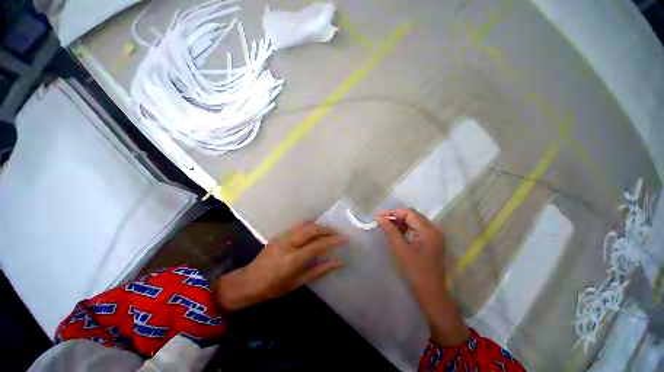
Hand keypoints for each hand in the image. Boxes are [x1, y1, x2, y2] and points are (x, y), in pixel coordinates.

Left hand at [214, 222, 346, 311]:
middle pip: (312, 230)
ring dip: (318, 226)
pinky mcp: (279, 235)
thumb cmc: (273, 288)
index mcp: (292, 259)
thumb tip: (338, 262)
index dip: (333, 241)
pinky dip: (309, 225)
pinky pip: (297, 226)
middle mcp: (288, 244)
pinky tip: (314, 229)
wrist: (248, 282)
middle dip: (327, 229)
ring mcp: (282, 237)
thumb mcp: (298, 283)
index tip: (345, 238)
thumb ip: (319, 270)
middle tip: (338, 232)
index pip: (318, 245)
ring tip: (328, 230)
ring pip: (305, 225)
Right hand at [375, 209, 445, 289]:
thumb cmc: (415, 271)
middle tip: (381, 220)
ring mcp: (434, 236)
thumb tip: (379, 217)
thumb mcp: (400, 249)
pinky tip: (397, 233)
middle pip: (412, 216)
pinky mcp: (431, 242)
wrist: (431, 293)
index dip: (392, 212)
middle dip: (395, 217)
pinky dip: (406, 229)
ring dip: (400, 223)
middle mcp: (434, 230)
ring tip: (386, 226)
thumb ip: (390, 230)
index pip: (408, 213)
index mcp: (428, 230)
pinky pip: (417, 230)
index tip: (378, 215)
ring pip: (414, 222)